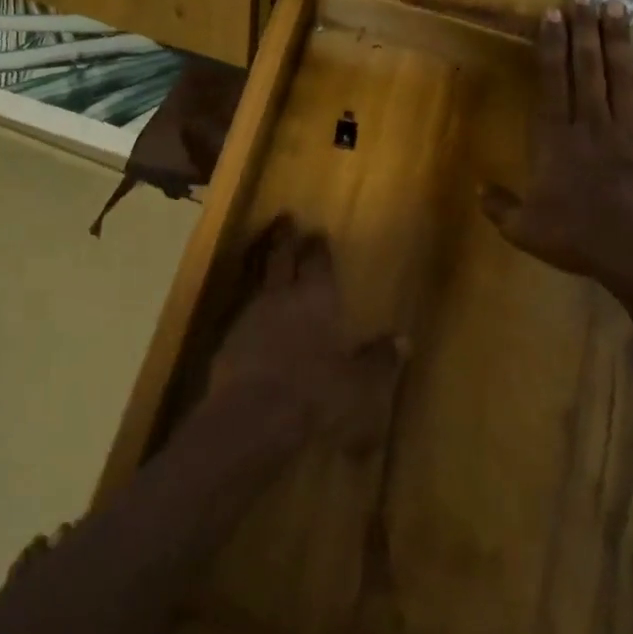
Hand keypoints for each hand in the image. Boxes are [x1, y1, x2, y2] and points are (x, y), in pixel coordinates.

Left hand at [208, 216, 403, 451]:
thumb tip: (403, 341)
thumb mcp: (359, 384)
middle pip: (280, 257)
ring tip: (262, 250)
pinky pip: (240, 306)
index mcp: (316, 300)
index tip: (317, 232)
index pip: (317, 263)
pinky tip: (249, 306)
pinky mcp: (228, 335)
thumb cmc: (315, 395)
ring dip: (260, 260)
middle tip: (284, 217)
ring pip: (255, 275)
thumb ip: (379, 360)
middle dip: (284, 236)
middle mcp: (282, 296)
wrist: (252, 415)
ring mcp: (250, 313)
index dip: (318, 247)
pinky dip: (247, 298)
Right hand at [481, 0, 632, 290]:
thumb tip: (479, 188)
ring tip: (615, 6)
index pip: (551, 82)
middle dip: (582, 29)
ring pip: (621, 76)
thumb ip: (499, 206)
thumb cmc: (577, 238)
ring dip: (617, 40)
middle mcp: (591, 124)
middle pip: (586, 68)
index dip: (550, 46)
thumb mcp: (524, 229)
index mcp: (555, 140)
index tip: (551, 14)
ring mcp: (631, 131)